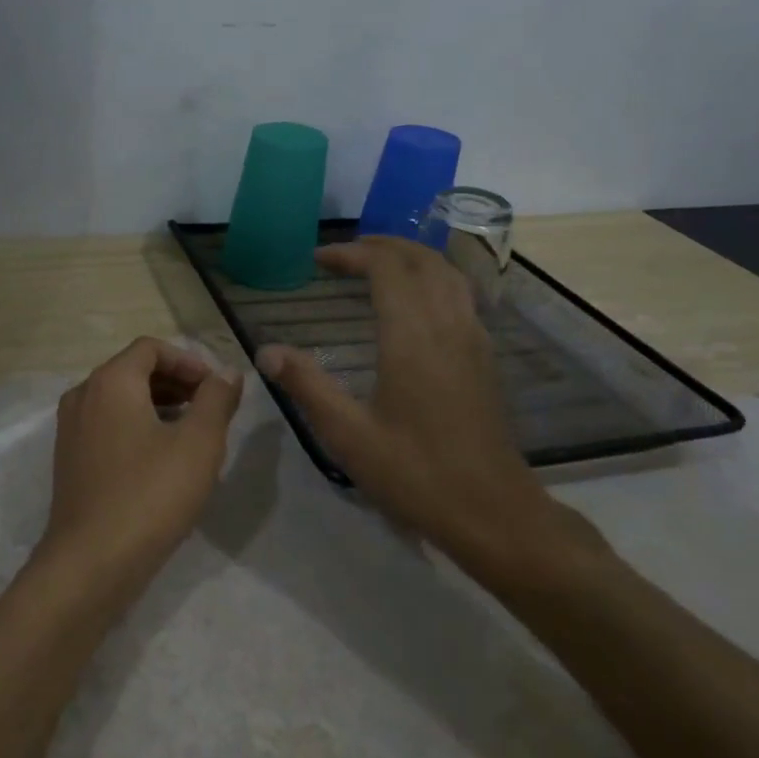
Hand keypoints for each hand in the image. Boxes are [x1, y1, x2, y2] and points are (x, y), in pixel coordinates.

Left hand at [41, 338, 244, 585]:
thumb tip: (227, 372)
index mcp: (110, 382)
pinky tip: (164, 459)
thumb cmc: (150, 494)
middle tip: (211, 408)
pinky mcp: (70, 459)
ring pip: (120, 400)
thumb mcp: (198, 443)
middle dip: (176, 383)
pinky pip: (108, 426)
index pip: (151, 348)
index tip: (217, 388)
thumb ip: (217, 399)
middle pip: (133, 371)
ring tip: (194, 432)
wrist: (91, 561)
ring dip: (159, 405)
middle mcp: (83, 395)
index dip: (189, 361)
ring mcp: (71, 429)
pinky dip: (138, 427)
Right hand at [257, 239, 607, 589]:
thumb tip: (266, 351)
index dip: (352, 253)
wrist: (492, 511)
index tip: (318, 259)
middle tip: (343, 253)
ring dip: (411, 258)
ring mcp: (473, 340)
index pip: (386, 268)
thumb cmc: (415, 473)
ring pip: (448, 273)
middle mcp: (448, 326)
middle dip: (382, 246)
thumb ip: (306, 386)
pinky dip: (433, 279)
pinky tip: (415, 302)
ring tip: (376, 264)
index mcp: (412, 337)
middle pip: (422, 260)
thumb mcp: (348, 435)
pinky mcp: (485, 358)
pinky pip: (461, 295)